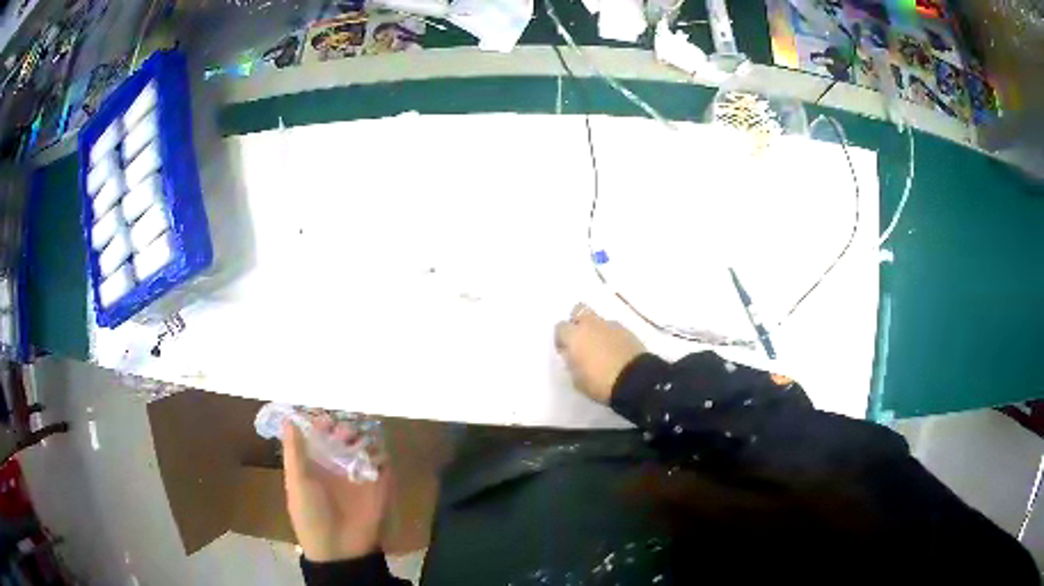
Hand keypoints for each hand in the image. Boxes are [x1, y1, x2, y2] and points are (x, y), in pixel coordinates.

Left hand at [282, 416, 389, 561]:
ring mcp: (359, 474)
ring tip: (356, 443)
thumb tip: (288, 419)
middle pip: (344, 435)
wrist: (339, 548)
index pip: (319, 433)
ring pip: (365, 444)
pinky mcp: (379, 484)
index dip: (321, 422)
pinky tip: (373, 456)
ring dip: (363, 438)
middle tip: (343, 431)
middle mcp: (337, 464)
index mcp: (315, 462)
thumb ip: (295, 451)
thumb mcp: (297, 482)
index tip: (324, 417)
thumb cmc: (310, 513)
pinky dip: (381, 454)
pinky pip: (384, 462)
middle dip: (344, 427)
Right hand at [555, 303, 645, 403]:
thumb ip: (572, 363)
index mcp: (575, 336)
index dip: (562, 339)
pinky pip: (614, 329)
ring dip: (597, 330)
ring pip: (599, 320)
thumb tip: (573, 355)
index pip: (560, 327)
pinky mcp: (628, 331)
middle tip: (582, 340)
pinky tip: (615, 351)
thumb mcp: (577, 380)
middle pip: (580, 310)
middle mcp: (591, 325)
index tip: (566, 352)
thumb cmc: (600, 383)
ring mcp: (611, 326)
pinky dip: (612, 336)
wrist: (635, 380)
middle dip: (578, 322)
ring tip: (602, 349)